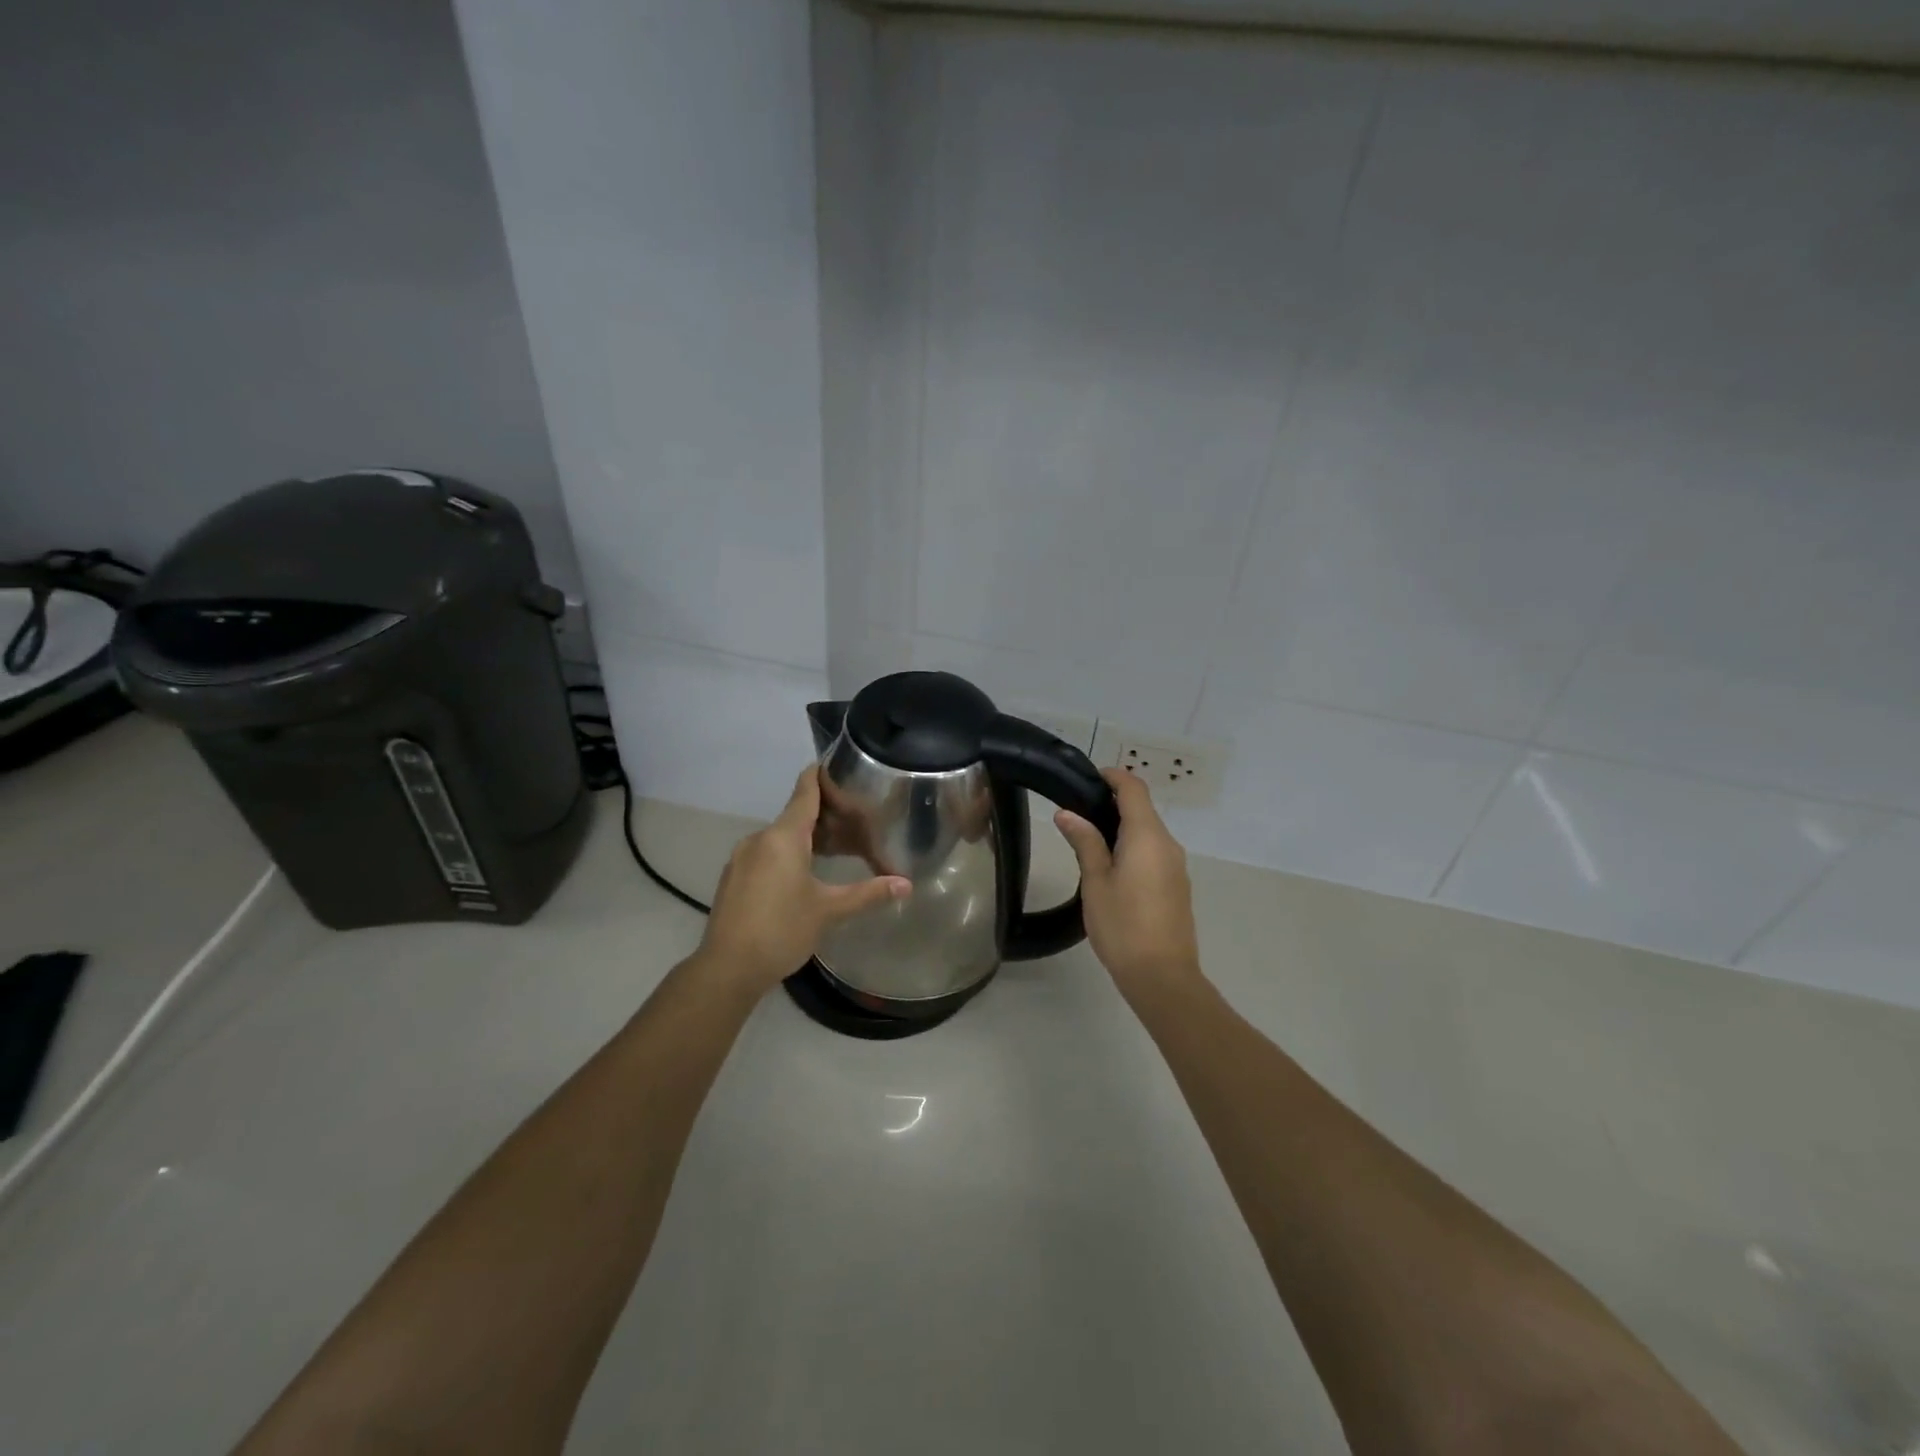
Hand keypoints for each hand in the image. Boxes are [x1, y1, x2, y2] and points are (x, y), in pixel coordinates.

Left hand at [697, 765, 910, 993]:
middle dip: (823, 815)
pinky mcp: (734, 876)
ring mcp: (742, 857)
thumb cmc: (782, 931)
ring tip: (834, 848)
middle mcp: (760, 838)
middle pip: (795, 814)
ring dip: (805, 837)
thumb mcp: (829, 910)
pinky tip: (803, 874)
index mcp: (783, 837)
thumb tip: (906, 884)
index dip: (820, 775)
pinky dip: (786, 854)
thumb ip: (868, 893)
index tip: (837, 764)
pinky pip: (766, 853)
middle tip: (854, 820)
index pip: (805, 791)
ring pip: (779, 836)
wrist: (727, 968)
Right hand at [1055, 769, 1203, 1002]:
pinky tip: (1111, 867)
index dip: (1113, 776)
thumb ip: (1085, 842)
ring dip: (1122, 827)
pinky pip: (1154, 852)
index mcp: (1148, 836)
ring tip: (1088, 840)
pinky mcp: (1177, 885)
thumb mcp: (1096, 881)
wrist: (1163, 977)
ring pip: (1149, 832)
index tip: (1087, 779)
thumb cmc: (1123, 926)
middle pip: (1143, 809)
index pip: (1134, 789)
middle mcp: (1167, 844)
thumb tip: (1068, 813)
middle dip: (1112, 803)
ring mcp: (1176, 865)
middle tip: (1077, 812)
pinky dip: (1133, 846)